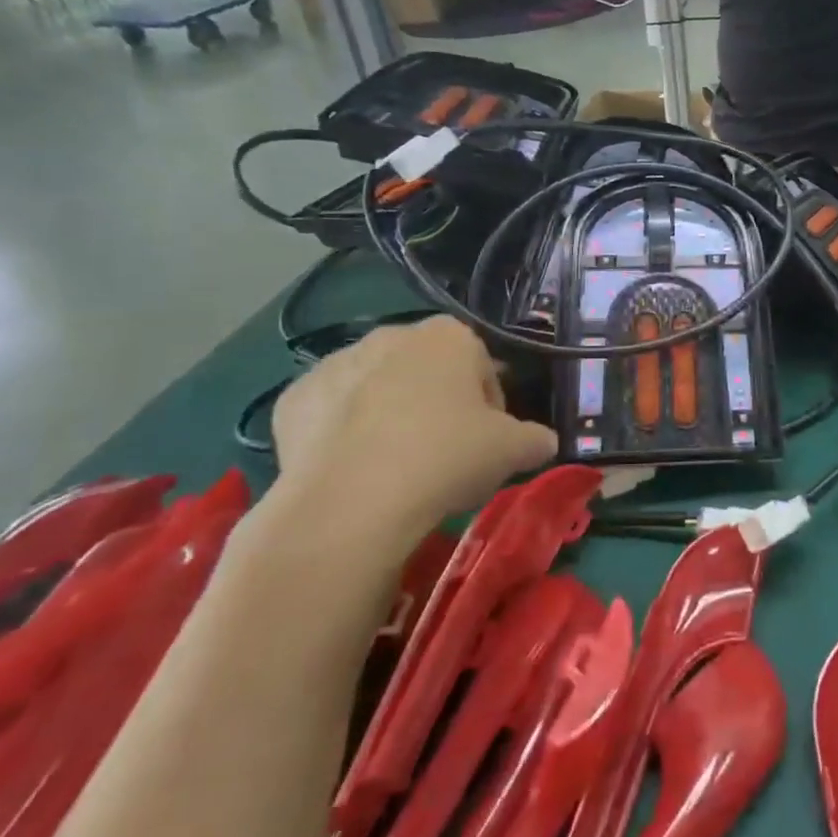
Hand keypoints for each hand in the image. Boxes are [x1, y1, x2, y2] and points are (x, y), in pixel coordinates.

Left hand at [265, 318, 556, 571]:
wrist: (351, 501)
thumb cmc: (446, 457)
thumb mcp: (513, 451)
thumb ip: (536, 439)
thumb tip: (544, 442)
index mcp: (448, 336)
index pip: (482, 365)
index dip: (490, 405)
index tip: (487, 441)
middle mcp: (390, 335)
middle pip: (427, 371)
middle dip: (438, 404)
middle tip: (444, 455)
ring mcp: (335, 363)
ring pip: (377, 389)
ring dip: (389, 416)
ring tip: (395, 468)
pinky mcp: (293, 399)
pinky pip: (331, 413)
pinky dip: (342, 434)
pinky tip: (353, 470)